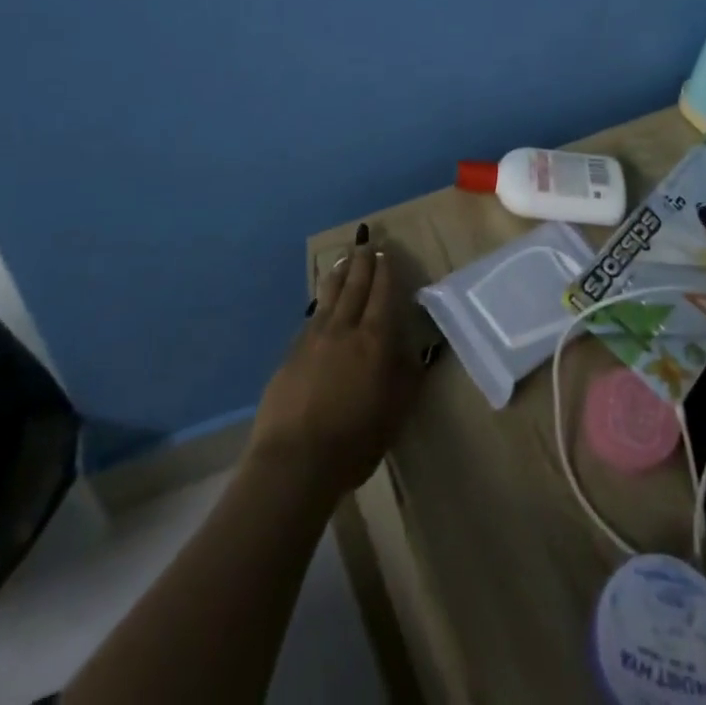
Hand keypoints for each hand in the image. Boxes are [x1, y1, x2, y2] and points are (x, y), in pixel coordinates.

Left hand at [249, 226, 423, 498]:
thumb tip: (415, 350)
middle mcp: (344, 329)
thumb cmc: (355, 439)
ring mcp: (313, 339)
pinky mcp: (290, 355)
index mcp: (374, 339)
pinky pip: (310, 319)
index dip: (384, 272)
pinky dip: (319, 304)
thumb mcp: (396, 411)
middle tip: (366, 244)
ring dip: (338, 275)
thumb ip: (406, 376)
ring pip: (328, 297)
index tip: (385, 253)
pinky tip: (320, 305)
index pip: (382, 294)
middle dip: (362, 264)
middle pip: (354, 287)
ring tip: (343, 260)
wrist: (294, 460)